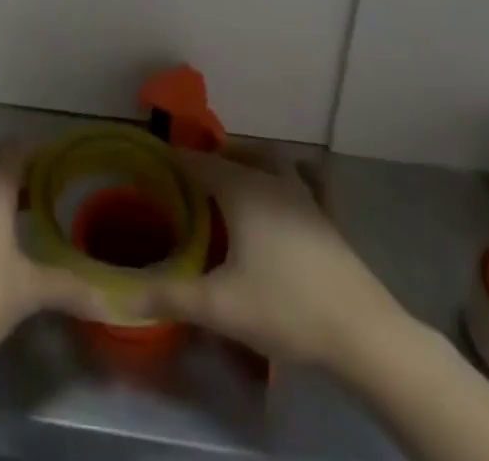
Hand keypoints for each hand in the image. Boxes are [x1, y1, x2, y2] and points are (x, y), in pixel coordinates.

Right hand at [139, 149, 410, 373]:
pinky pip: (295, 182)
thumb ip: (170, 296)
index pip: (196, 161)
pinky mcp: (325, 218)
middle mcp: (270, 180)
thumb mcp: (221, 306)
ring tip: (228, 190)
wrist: (366, 334)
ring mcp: (303, 196)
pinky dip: (279, 182)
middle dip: (209, 161)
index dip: (172, 161)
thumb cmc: (287, 307)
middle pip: (234, 154)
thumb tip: (122, 294)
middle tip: (187, 183)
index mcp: (241, 188)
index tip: (151, 169)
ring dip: (246, 166)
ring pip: (268, 163)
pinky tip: (278, 205)